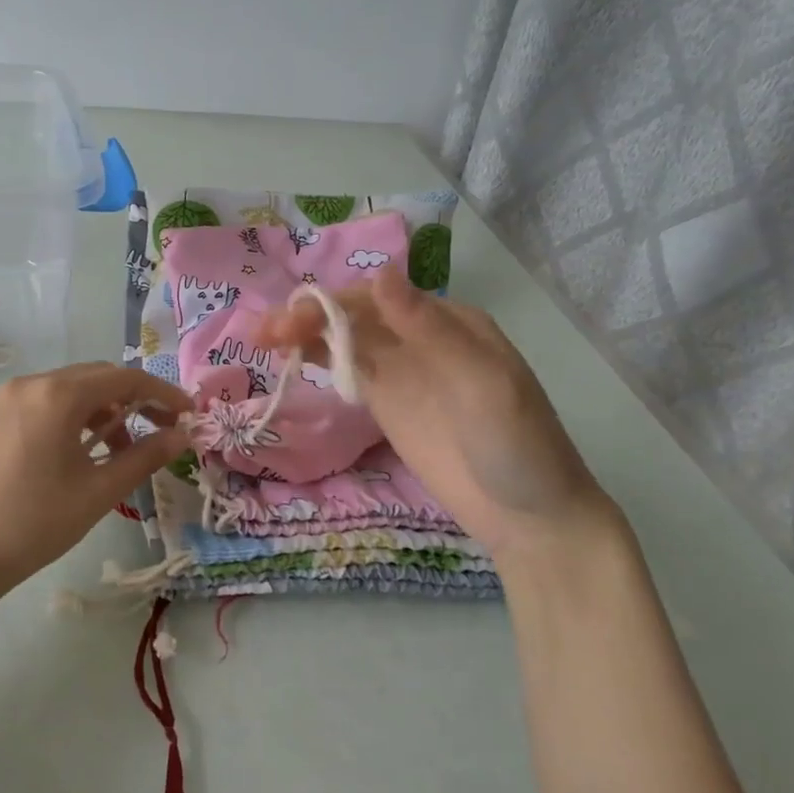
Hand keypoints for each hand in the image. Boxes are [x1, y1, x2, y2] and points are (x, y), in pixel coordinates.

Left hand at [0, 362, 192, 601]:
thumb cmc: (35, 523)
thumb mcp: (98, 491)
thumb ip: (145, 457)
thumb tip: (183, 436)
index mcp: (57, 395)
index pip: (124, 379)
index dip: (162, 393)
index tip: (188, 414)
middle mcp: (29, 385)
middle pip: (95, 378)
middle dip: (133, 400)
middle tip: (160, 431)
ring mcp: (4, 402)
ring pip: (68, 392)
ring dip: (102, 412)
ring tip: (119, 452)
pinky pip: (42, 406)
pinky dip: (71, 420)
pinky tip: (79, 453)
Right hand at [256, 267, 627, 569]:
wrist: (529, 518)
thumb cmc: (517, 447)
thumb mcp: (483, 384)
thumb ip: (430, 330)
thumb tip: (381, 274)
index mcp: (448, 321)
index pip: (379, 297)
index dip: (334, 303)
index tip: (294, 321)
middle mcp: (420, 337)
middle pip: (356, 316)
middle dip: (311, 317)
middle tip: (266, 334)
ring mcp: (403, 373)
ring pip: (347, 340)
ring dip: (307, 334)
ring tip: (264, 340)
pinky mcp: (389, 405)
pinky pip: (350, 372)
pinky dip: (320, 360)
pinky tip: (290, 358)